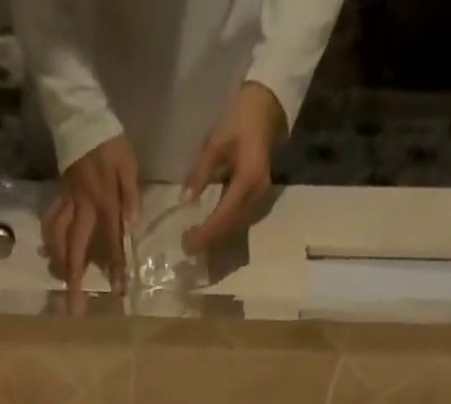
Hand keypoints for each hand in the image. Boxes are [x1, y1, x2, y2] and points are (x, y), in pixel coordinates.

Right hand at [43, 134, 139, 292]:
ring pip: (57, 237)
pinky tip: (52, 251)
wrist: (80, 114)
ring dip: (58, 262)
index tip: (116, 292)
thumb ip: (131, 194)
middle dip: (74, 280)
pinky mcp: (59, 195)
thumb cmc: (110, 141)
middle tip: (73, 307)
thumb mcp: (128, 163)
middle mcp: (82, 206)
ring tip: (62, 282)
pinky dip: (50, 238)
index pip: (111, 240)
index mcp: (103, 201)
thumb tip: (131, 223)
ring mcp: (67, 201)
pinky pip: (50, 220)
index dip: (114, 267)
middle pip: (74, 248)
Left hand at [182, 82, 285, 253]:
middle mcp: (256, 197)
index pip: (222, 217)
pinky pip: (238, 221)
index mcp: (247, 182)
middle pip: (229, 229)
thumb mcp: (215, 144)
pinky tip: (209, 232)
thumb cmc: (239, 120)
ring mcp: (259, 200)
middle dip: (208, 241)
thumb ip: (200, 174)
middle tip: (186, 247)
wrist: (266, 108)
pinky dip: (222, 230)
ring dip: (215, 239)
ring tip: (195, 243)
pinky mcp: (257, 199)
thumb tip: (184, 200)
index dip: (204, 233)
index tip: (186, 243)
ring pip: (234, 228)